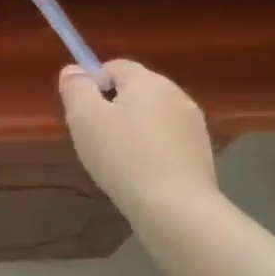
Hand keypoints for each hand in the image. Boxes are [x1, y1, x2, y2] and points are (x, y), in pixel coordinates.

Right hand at [60, 60, 218, 224]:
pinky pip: (165, 140)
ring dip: (131, 129)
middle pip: (133, 90)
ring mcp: (193, 125)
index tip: (81, 113)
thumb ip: (75, 88)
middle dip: (111, 108)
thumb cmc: (123, 157)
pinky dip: (149, 150)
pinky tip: (139, 174)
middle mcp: (176, 95)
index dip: (92, 84)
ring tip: (116, 160)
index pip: (114, 66)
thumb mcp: (84, 118)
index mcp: (149, 81)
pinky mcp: (201, 153)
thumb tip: (74, 70)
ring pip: (150, 116)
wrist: (176, 209)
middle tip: (94, 138)